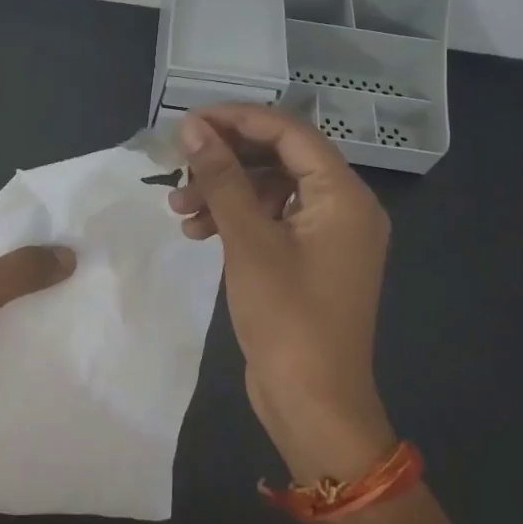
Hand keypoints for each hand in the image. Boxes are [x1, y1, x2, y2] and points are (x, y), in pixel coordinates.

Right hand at [169, 104, 397, 481]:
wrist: (314, 404)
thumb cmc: (287, 318)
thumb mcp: (248, 241)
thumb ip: (222, 178)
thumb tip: (193, 129)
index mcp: (344, 195)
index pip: (290, 132)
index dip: (237, 119)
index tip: (189, 122)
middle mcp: (344, 207)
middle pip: (280, 157)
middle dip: (226, 159)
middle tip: (179, 163)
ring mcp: (327, 235)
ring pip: (271, 189)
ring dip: (224, 191)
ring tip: (178, 207)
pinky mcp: (309, 259)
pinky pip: (271, 219)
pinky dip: (235, 219)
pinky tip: (197, 232)